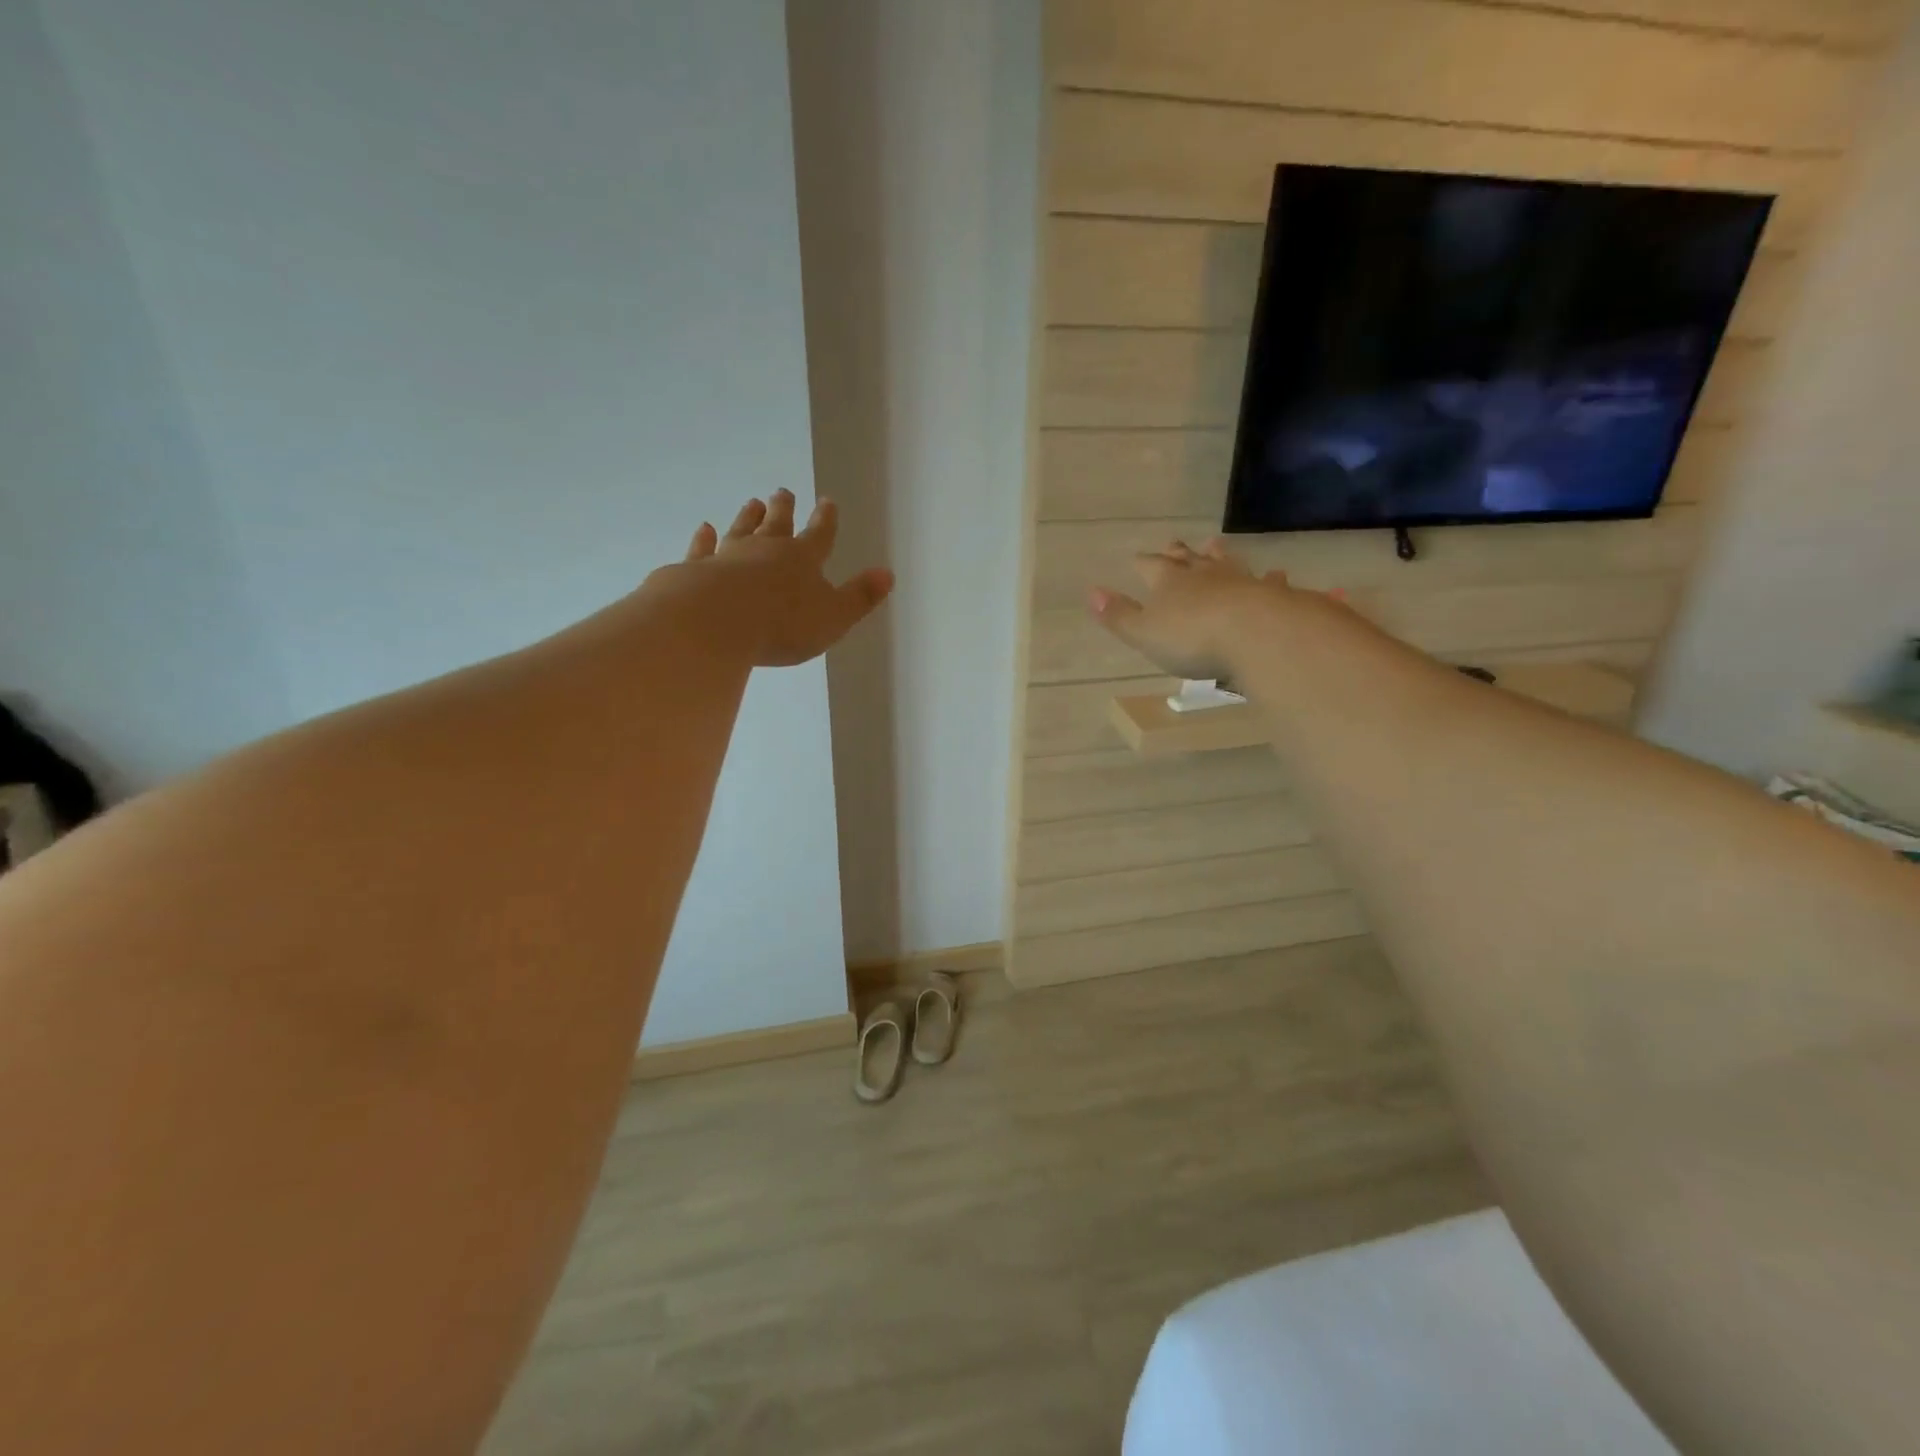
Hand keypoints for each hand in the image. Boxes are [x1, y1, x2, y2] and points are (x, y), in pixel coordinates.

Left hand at [667, 488, 893, 666]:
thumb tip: (887, 574)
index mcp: (803, 560)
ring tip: (752, 503)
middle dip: (783, 509)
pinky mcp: (696, 569)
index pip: (819, 535)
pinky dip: (704, 539)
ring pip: (741, 530)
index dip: (826, 520)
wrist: (716, 621)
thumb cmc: (783, 624)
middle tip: (783, 492)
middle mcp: (766, 550)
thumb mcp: (834, 617)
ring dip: (748, 517)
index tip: (827, 501)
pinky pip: (703, 549)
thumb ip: (859, 597)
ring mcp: (728, 557)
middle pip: (777, 525)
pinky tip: (704, 529)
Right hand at [1089, 537, 1300, 679]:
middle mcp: (1204, 575)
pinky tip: (1276, 574)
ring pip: (1225, 562)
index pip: (1151, 566)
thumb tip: (1091, 592)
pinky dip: (1270, 578)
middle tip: (1174, 542)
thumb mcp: (1144, 633)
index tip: (1137, 557)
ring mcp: (1240, 581)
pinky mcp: (1271, 595)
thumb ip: (1119, 615)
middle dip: (1178, 552)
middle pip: (1188, 559)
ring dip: (1218, 555)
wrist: (1256, 634)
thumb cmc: (1192, 638)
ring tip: (1214, 544)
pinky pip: (1269, 582)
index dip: (1143, 562)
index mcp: (1169, 583)